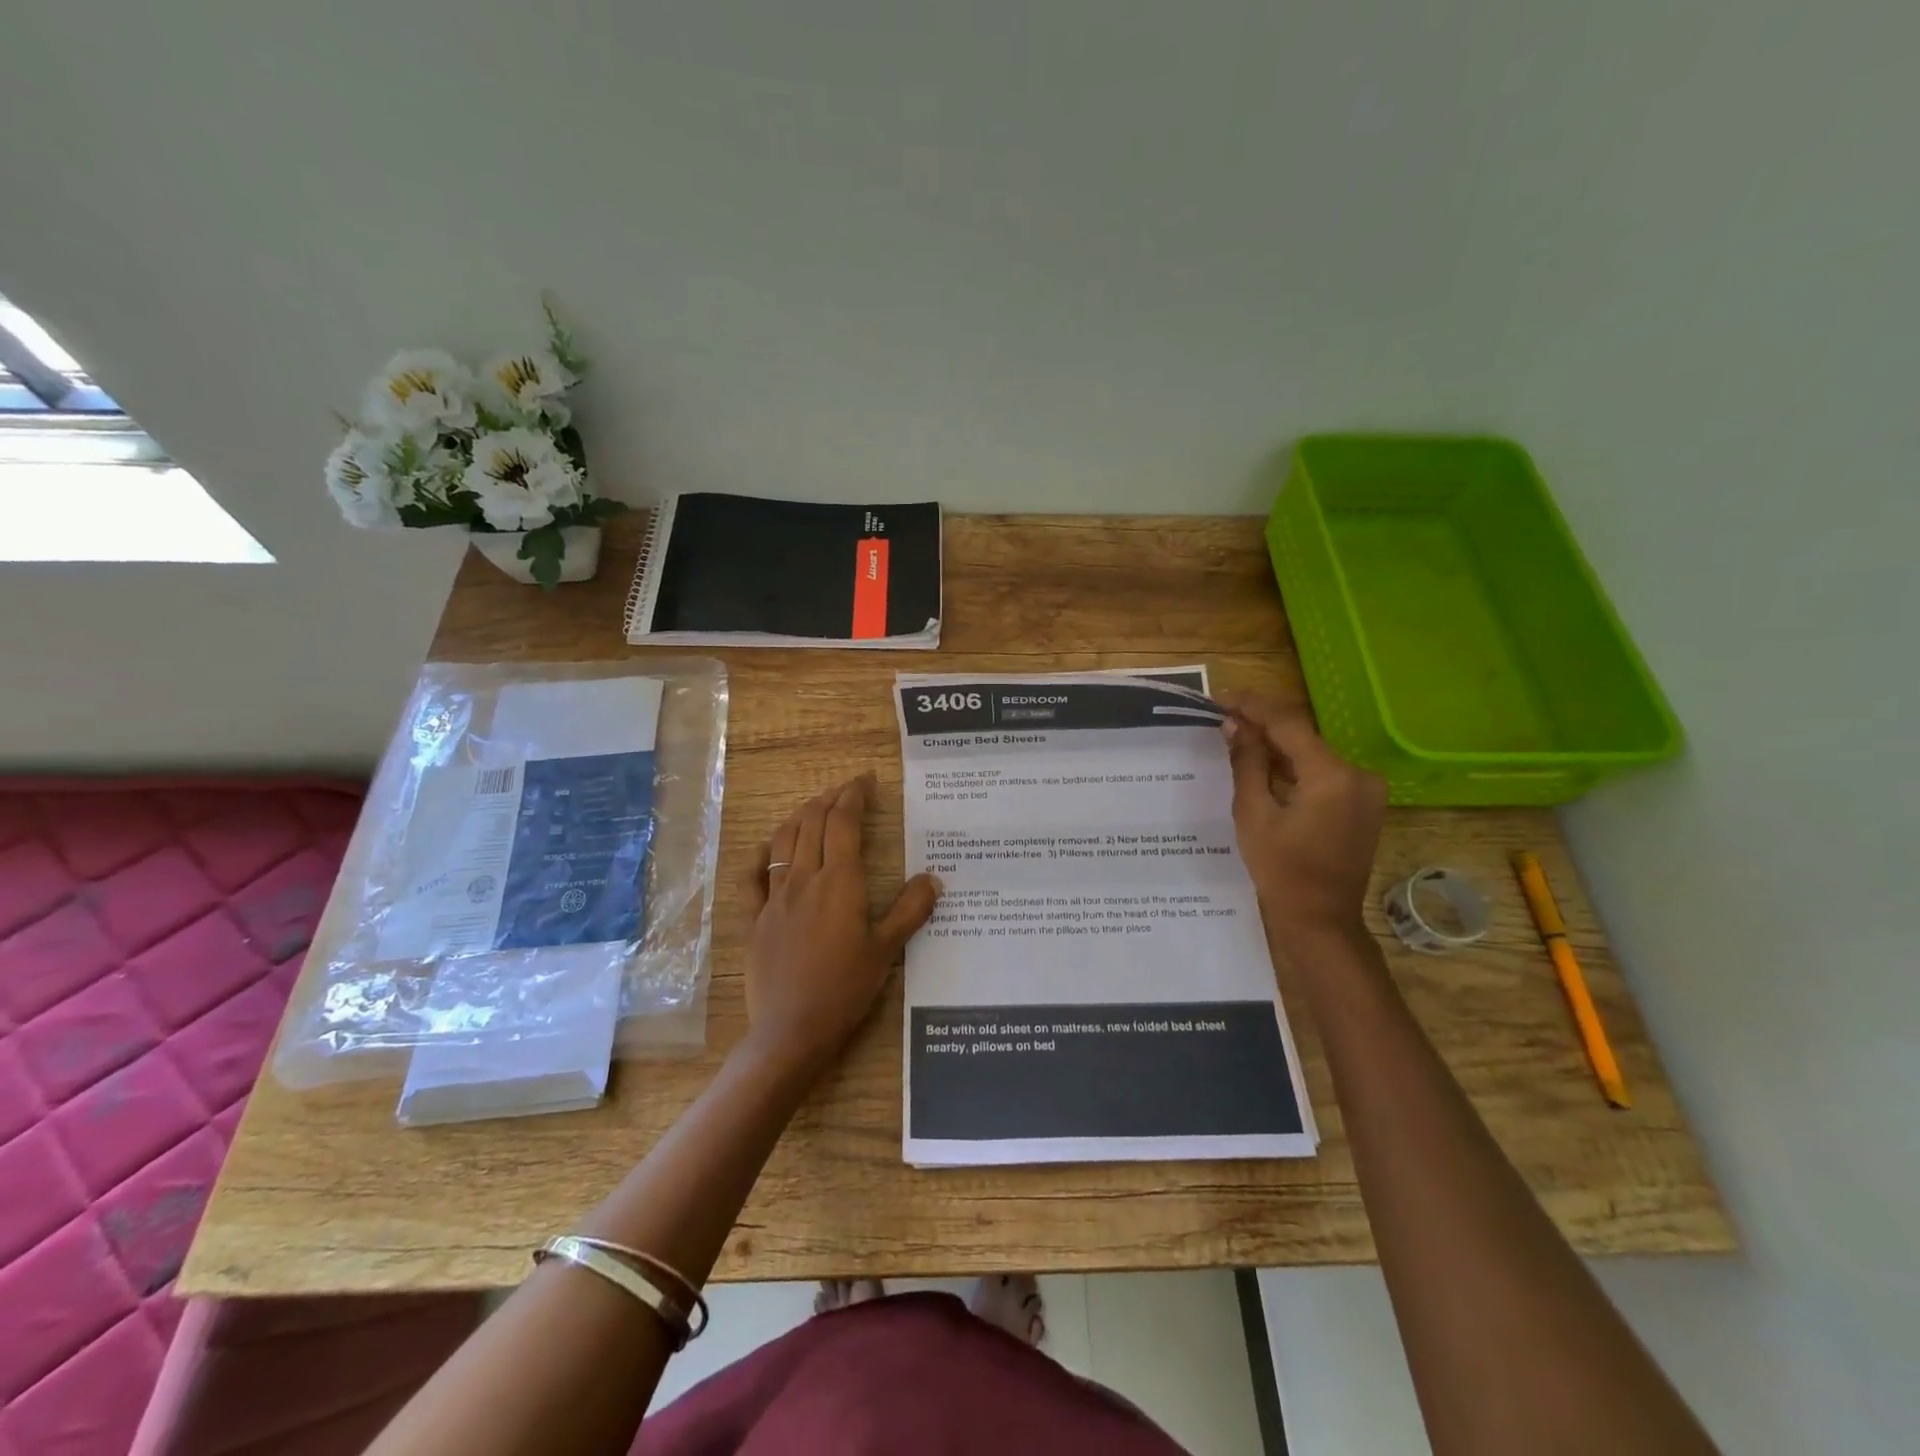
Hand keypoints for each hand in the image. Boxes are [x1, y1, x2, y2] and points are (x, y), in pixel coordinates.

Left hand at [739, 772, 940, 1073]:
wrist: (791, 1030)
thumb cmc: (845, 989)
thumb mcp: (887, 950)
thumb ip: (910, 910)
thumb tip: (934, 878)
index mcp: (839, 882)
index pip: (844, 822)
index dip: (854, 795)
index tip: (866, 780)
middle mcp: (804, 879)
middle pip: (812, 822)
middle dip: (830, 798)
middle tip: (846, 789)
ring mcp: (774, 897)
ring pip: (783, 841)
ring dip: (800, 816)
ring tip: (814, 806)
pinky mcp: (753, 918)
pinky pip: (751, 876)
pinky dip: (760, 855)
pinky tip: (766, 848)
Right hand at [1219, 692, 1387, 944]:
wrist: (1320, 920)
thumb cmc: (1281, 871)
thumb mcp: (1254, 814)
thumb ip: (1247, 763)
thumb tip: (1235, 725)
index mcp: (1332, 776)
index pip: (1289, 724)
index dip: (1253, 706)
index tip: (1221, 698)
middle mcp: (1358, 775)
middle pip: (1303, 736)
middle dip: (1263, 724)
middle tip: (1223, 716)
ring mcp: (1365, 790)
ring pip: (1312, 753)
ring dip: (1276, 744)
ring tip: (1236, 735)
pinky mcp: (1362, 804)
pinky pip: (1323, 772)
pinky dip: (1293, 766)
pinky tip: (1264, 762)